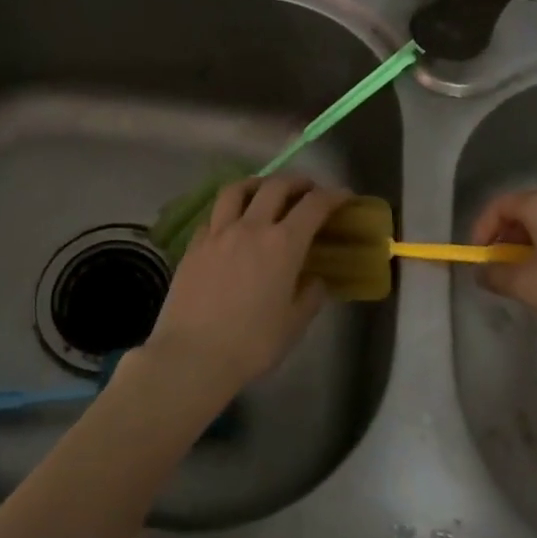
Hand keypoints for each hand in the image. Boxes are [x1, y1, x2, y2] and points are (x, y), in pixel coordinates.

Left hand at [143, 175, 351, 399]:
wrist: (193, 355)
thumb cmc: (252, 344)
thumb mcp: (293, 324)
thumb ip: (309, 296)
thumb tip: (314, 279)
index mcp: (283, 245)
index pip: (314, 206)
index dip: (333, 196)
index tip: (343, 196)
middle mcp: (251, 228)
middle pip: (276, 186)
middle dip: (297, 182)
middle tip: (308, 190)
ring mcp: (218, 232)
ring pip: (237, 189)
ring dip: (258, 183)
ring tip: (265, 191)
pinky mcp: (194, 244)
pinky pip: (214, 214)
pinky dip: (229, 210)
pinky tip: (232, 223)